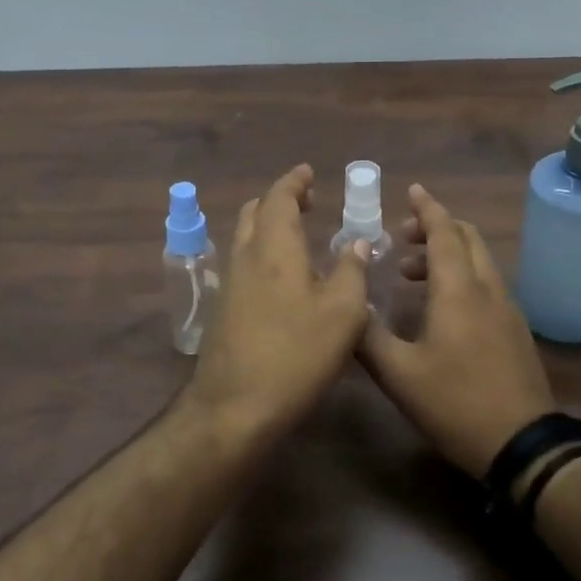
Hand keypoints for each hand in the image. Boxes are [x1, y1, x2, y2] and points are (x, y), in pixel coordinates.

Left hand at [182, 165, 371, 442]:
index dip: (294, 182)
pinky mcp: (224, 309)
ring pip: (245, 237)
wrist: (235, 407)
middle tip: (307, 201)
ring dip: (268, 224)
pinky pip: (244, 262)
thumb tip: (357, 244)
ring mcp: (230, 284)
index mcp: (274, 248)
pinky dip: (263, 251)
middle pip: (255, 212)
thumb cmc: (295, 355)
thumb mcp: (342, 314)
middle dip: (279, 200)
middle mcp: (246, 256)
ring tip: (298, 232)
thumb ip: (352, 272)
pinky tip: (283, 275)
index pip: (279, 198)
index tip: (308, 173)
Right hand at [356, 184, 555, 477]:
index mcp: (458, 290)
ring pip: (478, 260)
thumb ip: (368, 336)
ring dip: (446, 253)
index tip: (411, 190)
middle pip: (466, 238)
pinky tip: (440, 307)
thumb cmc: (456, 404)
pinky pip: (486, 282)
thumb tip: (347, 307)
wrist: (523, 445)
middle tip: (400, 240)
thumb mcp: (399, 374)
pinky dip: (461, 275)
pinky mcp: (515, 329)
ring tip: (411, 275)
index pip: (444, 232)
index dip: (427, 208)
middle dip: (434, 228)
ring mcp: (507, 309)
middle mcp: (487, 289)